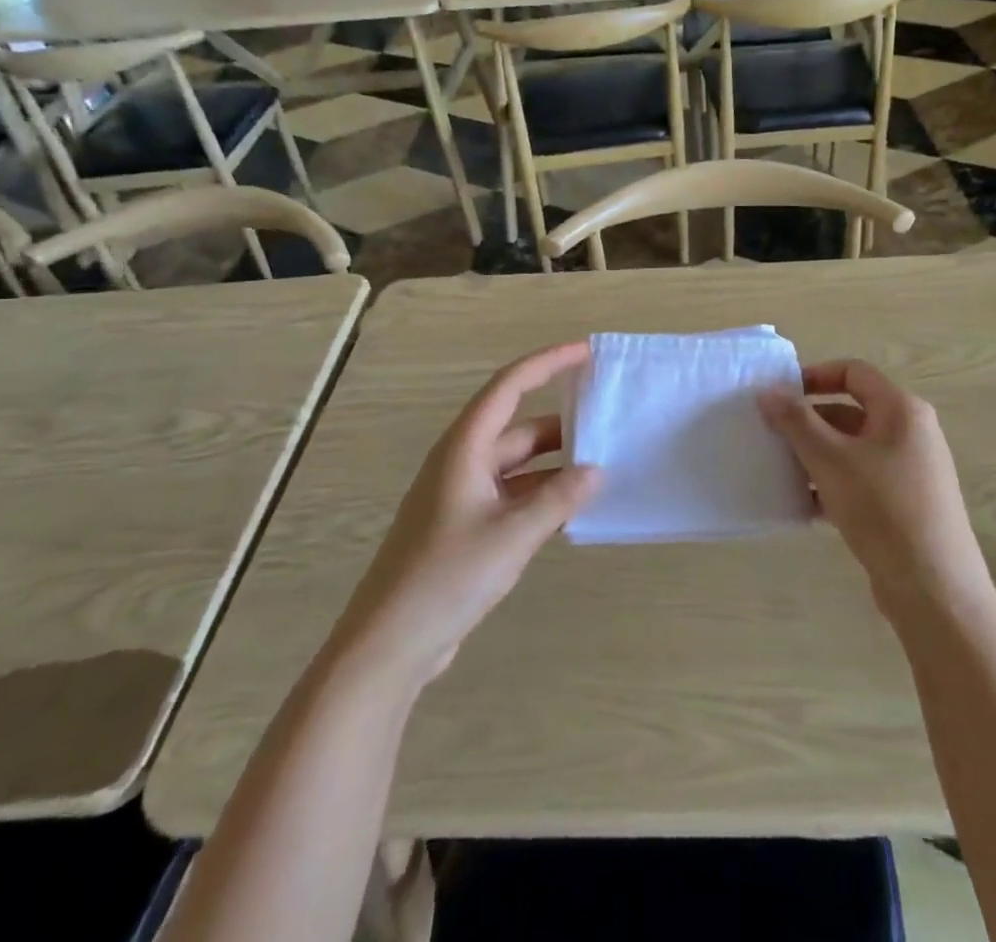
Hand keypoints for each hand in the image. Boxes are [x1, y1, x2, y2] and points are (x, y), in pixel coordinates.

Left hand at [333, 343, 601, 685]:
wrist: (390, 643)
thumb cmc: (446, 577)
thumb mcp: (511, 535)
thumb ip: (558, 499)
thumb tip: (596, 471)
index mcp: (464, 448)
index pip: (509, 386)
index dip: (547, 363)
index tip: (586, 352)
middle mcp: (462, 462)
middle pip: (517, 427)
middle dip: (561, 422)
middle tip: (606, 419)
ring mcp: (462, 496)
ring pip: (518, 465)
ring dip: (555, 464)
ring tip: (601, 464)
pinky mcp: (465, 527)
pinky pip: (513, 496)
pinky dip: (542, 495)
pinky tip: (572, 508)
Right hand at [759, 360, 987, 616]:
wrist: (934, 590)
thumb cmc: (882, 509)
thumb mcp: (830, 460)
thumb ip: (796, 421)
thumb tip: (767, 392)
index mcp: (901, 410)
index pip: (854, 372)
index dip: (814, 376)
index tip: (780, 395)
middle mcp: (911, 433)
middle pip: (851, 411)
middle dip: (808, 422)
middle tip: (771, 435)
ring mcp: (910, 470)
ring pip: (852, 449)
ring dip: (816, 456)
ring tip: (779, 470)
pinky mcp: (905, 504)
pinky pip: (861, 480)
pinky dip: (832, 485)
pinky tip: (802, 505)